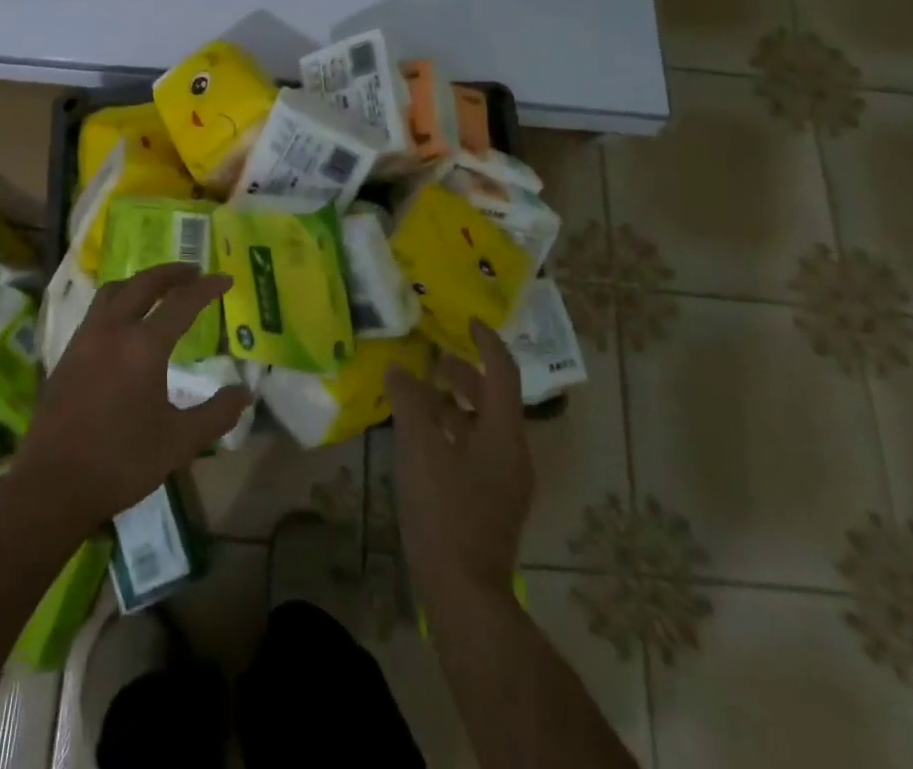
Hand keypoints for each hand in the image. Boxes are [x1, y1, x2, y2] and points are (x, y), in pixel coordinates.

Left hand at [17, 263, 251, 527]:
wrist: (52, 485)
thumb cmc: (121, 462)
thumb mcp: (179, 443)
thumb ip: (216, 414)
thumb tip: (245, 393)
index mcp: (144, 346)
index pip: (182, 302)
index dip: (207, 288)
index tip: (226, 279)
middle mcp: (113, 330)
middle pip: (144, 283)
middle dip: (171, 273)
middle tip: (194, 272)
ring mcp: (85, 339)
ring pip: (115, 291)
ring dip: (141, 282)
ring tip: (160, 289)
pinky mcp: (68, 353)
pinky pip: (97, 310)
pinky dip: (119, 300)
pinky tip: (126, 321)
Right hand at [386, 319, 534, 600]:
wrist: (464, 592)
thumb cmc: (444, 511)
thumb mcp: (419, 448)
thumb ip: (409, 401)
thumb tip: (399, 368)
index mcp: (504, 433)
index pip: (502, 371)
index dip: (486, 341)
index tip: (467, 320)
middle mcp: (513, 451)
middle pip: (494, 398)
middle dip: (465, 373)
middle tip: (433, 358)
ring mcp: (506, 480)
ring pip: (484, 425)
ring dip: (456, 403)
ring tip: (421, 395)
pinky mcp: (493, 502)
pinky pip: (477, 449)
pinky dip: (454, 431)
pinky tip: (424, 439)